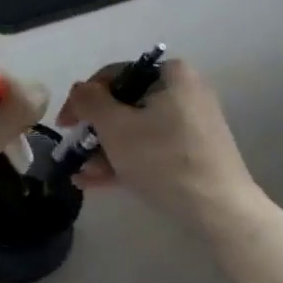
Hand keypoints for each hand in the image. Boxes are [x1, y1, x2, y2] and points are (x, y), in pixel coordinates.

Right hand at [58, 59, 259, 228]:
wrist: (219, 208)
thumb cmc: (163, 159)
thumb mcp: (116, 127)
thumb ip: (90, 102)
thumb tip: (80, 90)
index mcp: (171, 74)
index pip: (114, 75)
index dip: (82, 99)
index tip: (63, 126)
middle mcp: (183, 91)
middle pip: (125, 104)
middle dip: (94, 132)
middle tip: (72, 152)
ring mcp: (191, 123)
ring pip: (136, 130)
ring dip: (105, 151)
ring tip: (81, 175)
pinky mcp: (193, 151)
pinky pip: (152, 147)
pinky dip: (126, 160)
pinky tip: (97, 182)